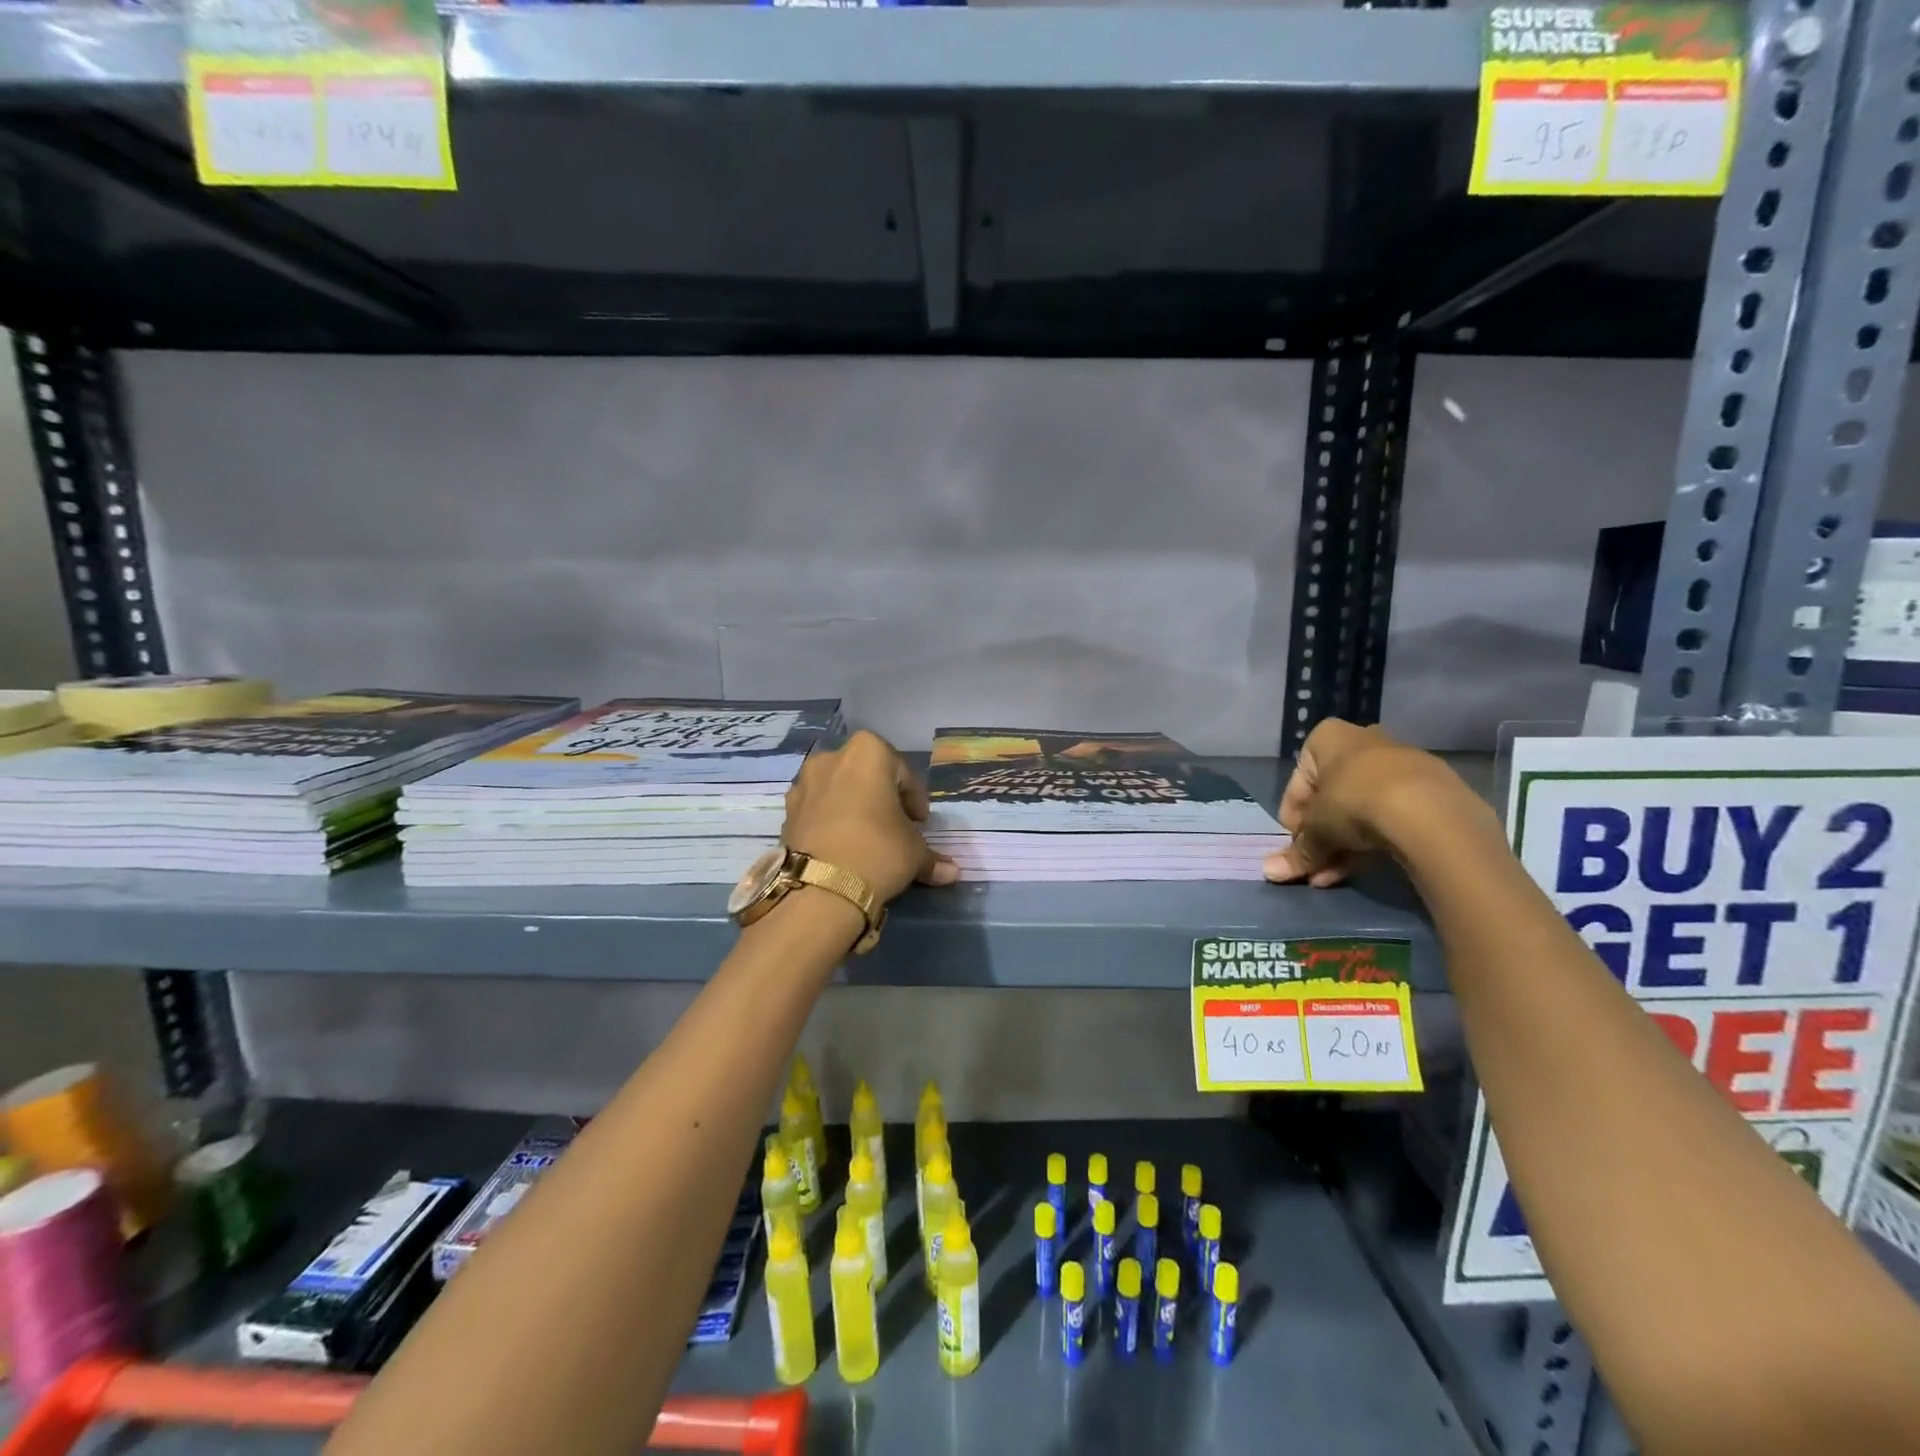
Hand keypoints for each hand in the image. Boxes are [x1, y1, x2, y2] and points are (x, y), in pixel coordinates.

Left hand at [784, 730, 958, 902]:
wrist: (820, 887)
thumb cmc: (878, 851)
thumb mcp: (914, 853)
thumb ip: (932, 857)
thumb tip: (952, 871)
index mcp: (868, 752)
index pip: (903, 773)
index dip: (914, 799)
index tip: (920, 823)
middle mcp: (832, 757)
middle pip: (867, 776)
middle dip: (882, 798)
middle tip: (895, 827)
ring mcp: (804, 782)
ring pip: (839, 790)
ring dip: (853, 807)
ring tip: (865, 838)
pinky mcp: (787, 810)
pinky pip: (818, 809)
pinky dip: (831, 821)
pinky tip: (841, 847)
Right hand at [1263, 718, 1455, 886]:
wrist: (1429, 811)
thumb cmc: (1353, 803)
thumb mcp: (1316, 830)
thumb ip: (1296, 851)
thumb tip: (1267, 872)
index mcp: (1328, 738)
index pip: (1298, 782)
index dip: (1293, 818)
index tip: (1296, 845)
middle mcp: (1363, 742)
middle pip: (1331, 796)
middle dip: (1320, 836)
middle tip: (1312, 866)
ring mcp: (1400, 764)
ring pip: (1360, 808)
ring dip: (1342, 844)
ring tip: (1332, 878)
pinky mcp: (1430, 789)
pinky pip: (1390, 815)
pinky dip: (1373, 839)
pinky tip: (1364, 867)